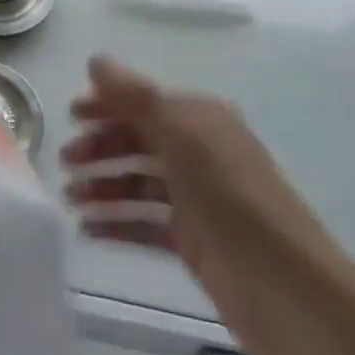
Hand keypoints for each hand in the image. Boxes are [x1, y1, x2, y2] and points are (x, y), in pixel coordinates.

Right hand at [62, 57, 354, 354]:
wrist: (290, 293)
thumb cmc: (233, 199)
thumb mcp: (182, 136)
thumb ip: (135, 97)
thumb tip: (96, 60)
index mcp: (201, 119)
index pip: (144, 101)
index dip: (106, 104)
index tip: (69, 115)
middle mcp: (199, 153)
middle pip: (139, 141)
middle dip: (100, 147)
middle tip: (64, 163)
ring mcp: (197, 199)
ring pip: (138, 182)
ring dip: (103, 186)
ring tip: (70, 199)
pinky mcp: (194, 243)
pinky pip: (145, 223)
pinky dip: (117, 222)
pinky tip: (88, 229)